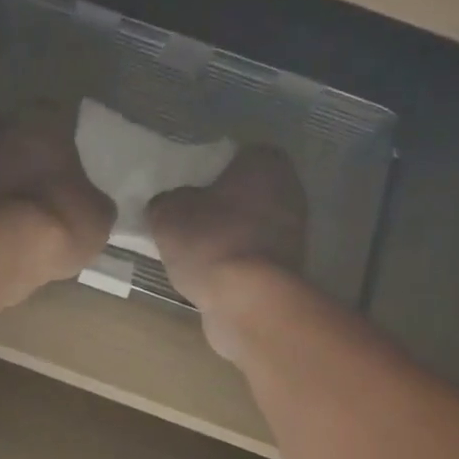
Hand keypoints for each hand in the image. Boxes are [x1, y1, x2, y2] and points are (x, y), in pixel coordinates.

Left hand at [0, 104, 114, 280]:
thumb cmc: (59, 217)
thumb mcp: (97, 217)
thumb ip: (92, 203)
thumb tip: (90, 207)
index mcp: (42, 121)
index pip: (50, 112)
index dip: (54, 135)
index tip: (58, 156)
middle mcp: (0, 129)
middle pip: (2, 128)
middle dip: (9, 147)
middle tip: (21, 176)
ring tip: (1, 207)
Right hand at [149, 145, 307, 353]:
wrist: (248, 302)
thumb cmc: (211, 243)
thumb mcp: (167, 214)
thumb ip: (165, 202)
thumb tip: (166, 206)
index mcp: (265, 162)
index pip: (232, 156)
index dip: (205, 173)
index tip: (184, 192)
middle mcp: (289, 191)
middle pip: (243, 194)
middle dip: (217, 207)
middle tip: (184, 222)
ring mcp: (293, 234)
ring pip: (248, 228)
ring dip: (225, 238)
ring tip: (193, 255)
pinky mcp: (287, 270)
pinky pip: (251, 258)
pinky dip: (233, 265)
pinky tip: (210, 277)